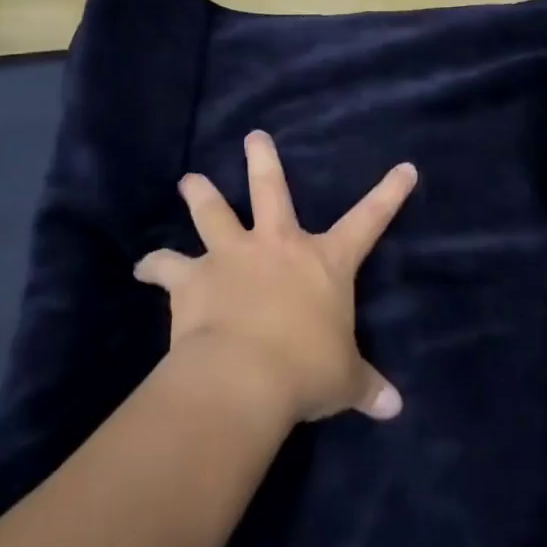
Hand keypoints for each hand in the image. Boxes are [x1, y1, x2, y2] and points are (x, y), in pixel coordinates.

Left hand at [134, 132, 416, 424]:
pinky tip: (141, 267)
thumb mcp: (344, 380)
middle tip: (254, 136)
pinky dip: (154, 265)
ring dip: (200, 193)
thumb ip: (367, 387)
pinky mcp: (193, 278)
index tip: (405, 168)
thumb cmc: (305, 371)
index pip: (368, 221)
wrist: (244, 377)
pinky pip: (166, 266)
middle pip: (270, 189)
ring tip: (189, 180)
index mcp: (323, 262)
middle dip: (263, 160)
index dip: (389, 194)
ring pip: (212, 212)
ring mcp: (231, 256)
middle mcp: (276, 246)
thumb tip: (395, 409)